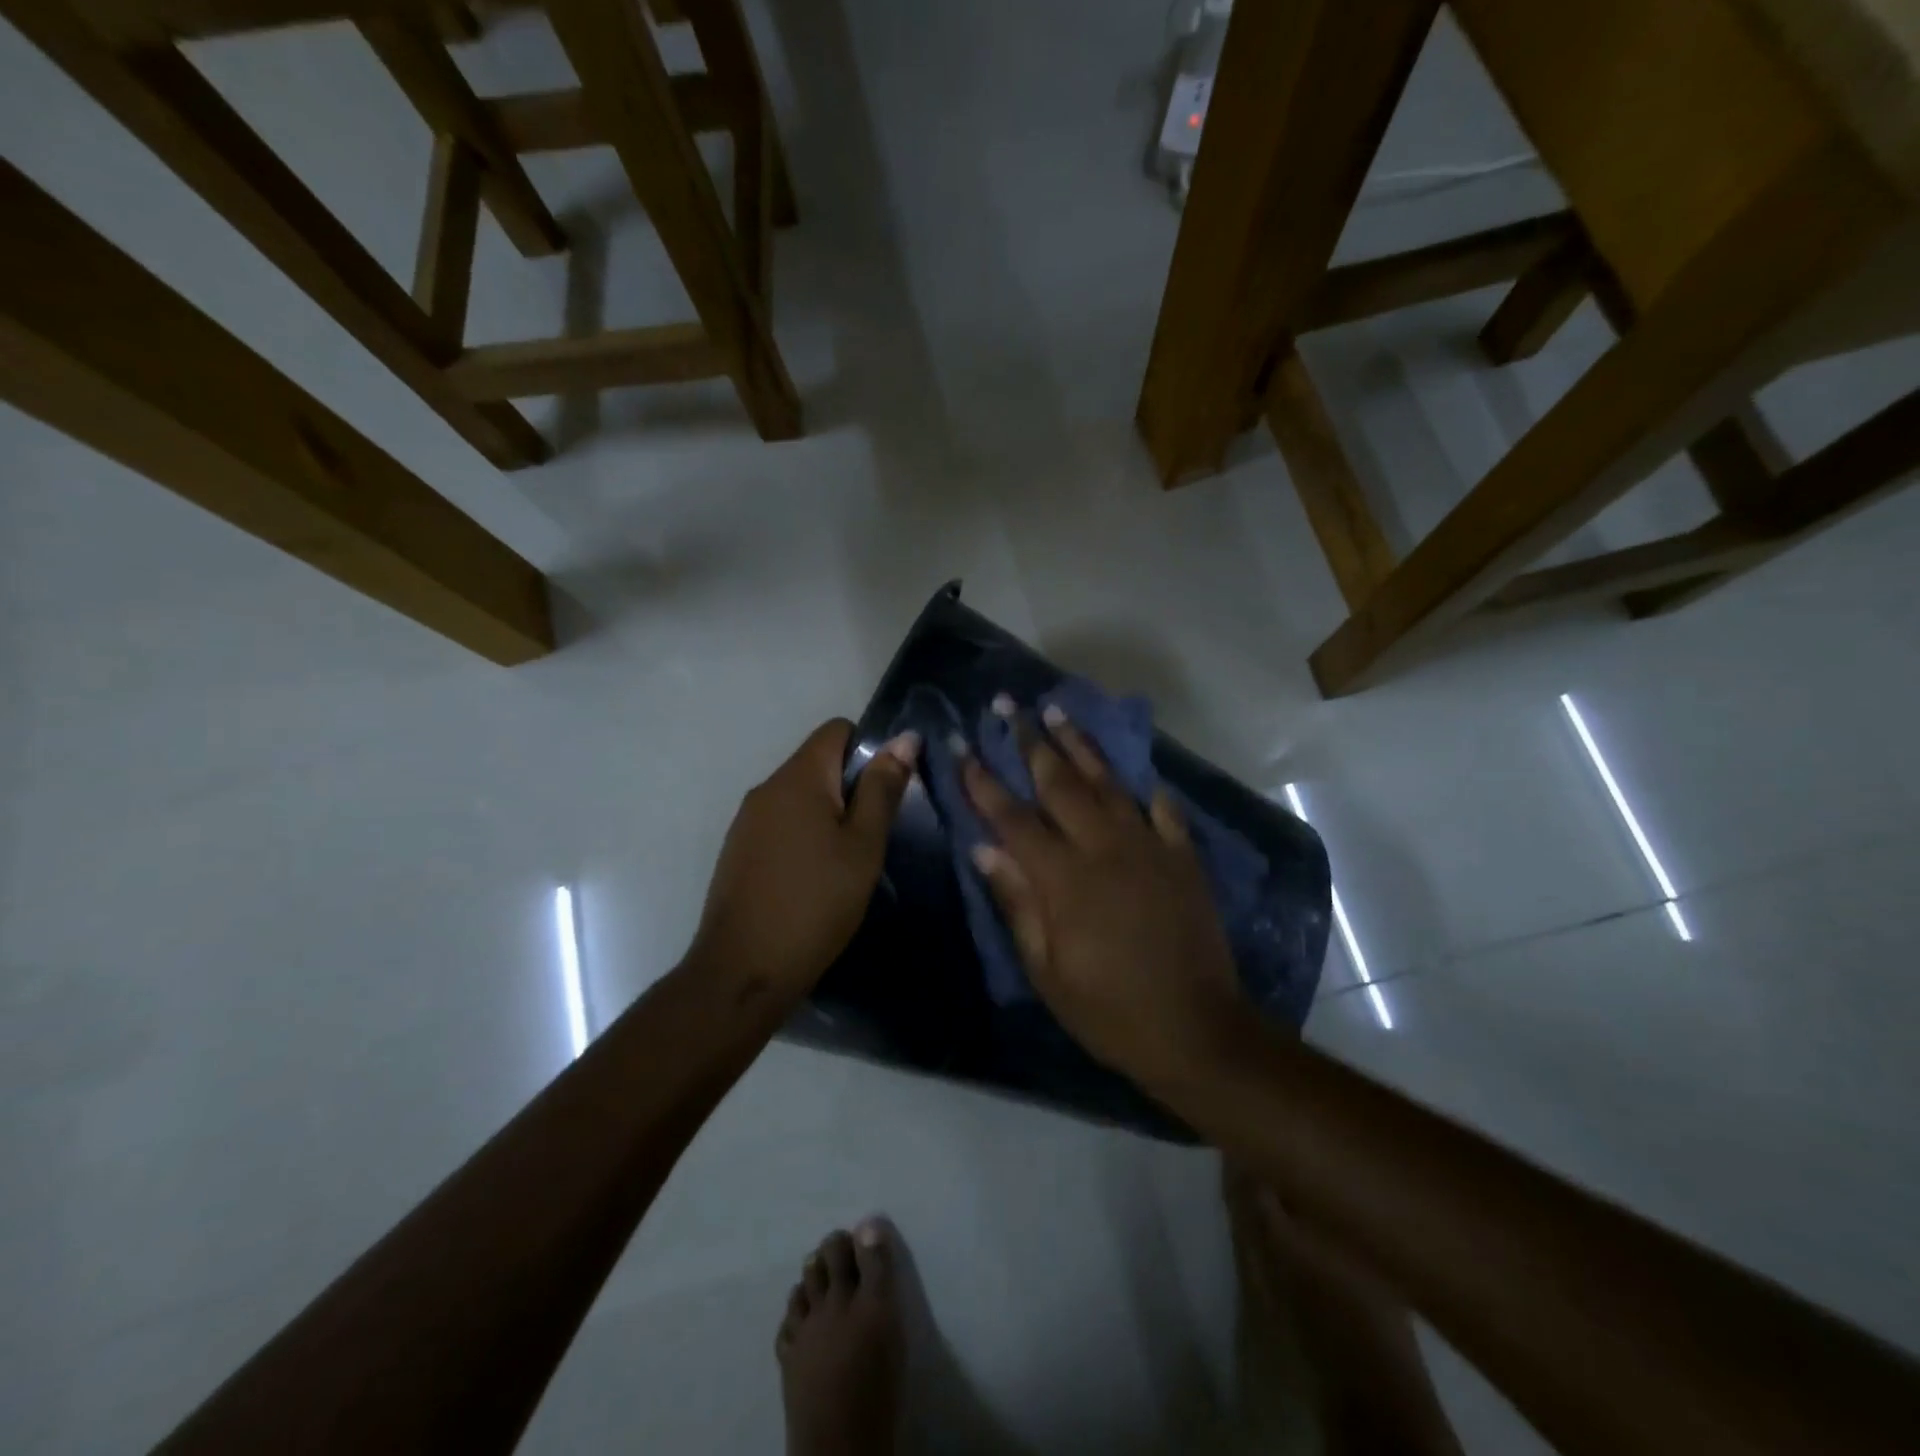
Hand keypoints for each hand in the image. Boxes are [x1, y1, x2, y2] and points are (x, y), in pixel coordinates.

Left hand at [690, 720, 917, 994]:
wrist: (743, 970)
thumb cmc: (816, 903)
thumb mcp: (863, 846)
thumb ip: (883, 789)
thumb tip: (905, 738)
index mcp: (798, 777)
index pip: (837, 729)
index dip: (870, 749)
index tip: (887, 793)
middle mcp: (766, 788)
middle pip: (818, 762)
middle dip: (851, 787)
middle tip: (874, 834)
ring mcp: (746, 820)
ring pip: (800, 796)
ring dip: (829, 814)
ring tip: (848, 861)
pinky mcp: (738, 850)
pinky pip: (781, 823)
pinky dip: (805, 836)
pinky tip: (815, 878)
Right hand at [961, 705, 1252, 1090]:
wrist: (1195, 1029)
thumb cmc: (1108, 1009)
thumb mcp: (1046, 970)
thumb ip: (1017, 902)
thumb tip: (983, 849)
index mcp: (1063, 878)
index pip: (1012, 817)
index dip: (982, 780)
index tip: (960, 745)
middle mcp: (1104, 848)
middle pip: (1059, 783)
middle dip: (1030, 741)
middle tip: (1009, 706)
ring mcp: (1148, 847)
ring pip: (1108, 783)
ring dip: (1080, 746)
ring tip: (1058, 711)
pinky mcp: (1182, 857)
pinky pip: (1162, 810)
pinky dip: (1146, 790)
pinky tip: (1136, 774)